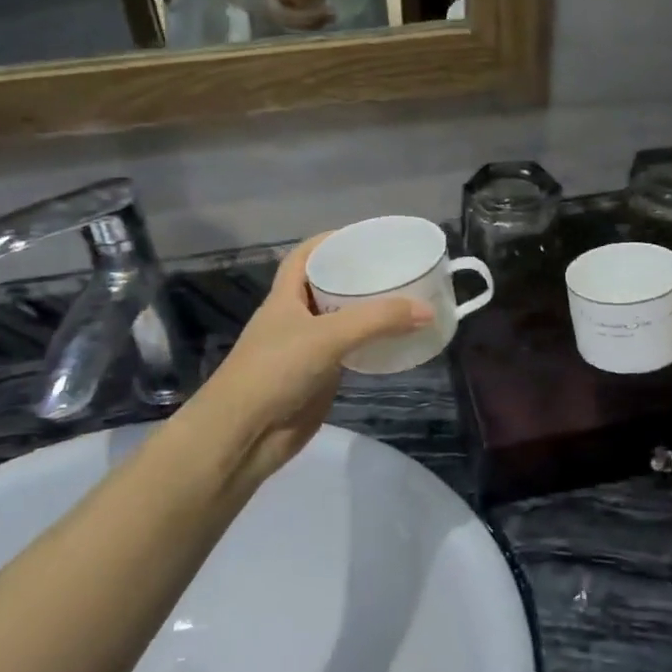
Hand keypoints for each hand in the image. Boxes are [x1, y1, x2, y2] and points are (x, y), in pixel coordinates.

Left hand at [190, 235, 431, 480]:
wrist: (244, 435)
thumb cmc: (275, 371)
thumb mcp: (327, 336)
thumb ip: (377, 320)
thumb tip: (427, 310)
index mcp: (285, 297)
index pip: (304, 256)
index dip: (329, 241)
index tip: (364, 236)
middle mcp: (295, 318)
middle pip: (327, 287)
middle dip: (357, 276)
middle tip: (396, 268)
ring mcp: (305, 350)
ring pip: (340, 321)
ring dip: (367, 312)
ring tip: (404, 299)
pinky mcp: (317, 378)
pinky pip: (348, 352)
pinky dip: (369, 344)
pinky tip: (394, 340)